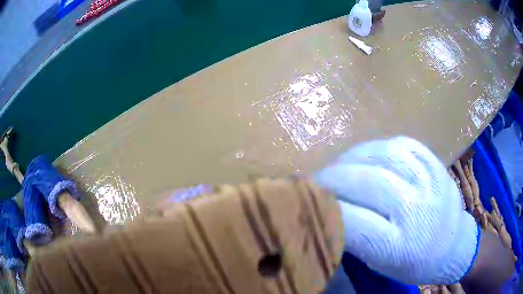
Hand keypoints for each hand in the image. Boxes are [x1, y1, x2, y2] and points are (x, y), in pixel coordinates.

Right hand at [316, 137, 479, 284]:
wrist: (452, 244)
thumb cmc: (413, 263)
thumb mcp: (379, 263)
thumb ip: (352, 238)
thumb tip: (324, 210)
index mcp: (399, 246)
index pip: (353, 221)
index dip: (324, 207)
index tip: (305, 201)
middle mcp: (417, 209)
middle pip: (367, 182)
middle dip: (333, 178)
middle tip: (316, 182)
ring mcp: (429, 179)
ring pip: (382, 155)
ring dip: (351, 158)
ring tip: (339, 168)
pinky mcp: (434, 161)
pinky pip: (400, 143)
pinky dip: (376, 148)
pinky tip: (366, 157)